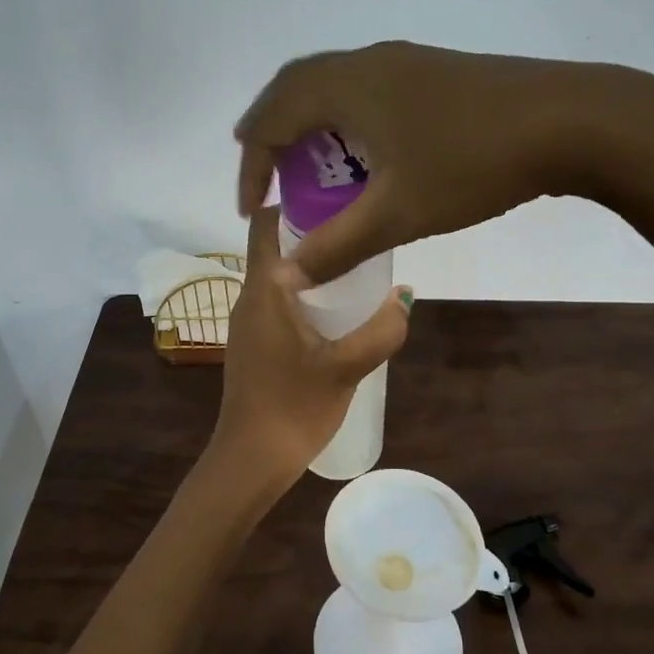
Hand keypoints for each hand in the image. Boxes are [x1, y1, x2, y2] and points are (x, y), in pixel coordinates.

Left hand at [213, 206, 412, 481]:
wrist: (252, 459)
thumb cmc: (294, 407)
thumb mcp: (347, 367)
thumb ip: (381, 330)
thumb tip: (405, 296)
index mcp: (264, 290)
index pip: (266, 223)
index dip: (296, 201)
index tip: (337, 194)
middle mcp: (249, 297)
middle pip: (274, 246)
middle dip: (312, 231)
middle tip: (359, 227)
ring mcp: (248, 323)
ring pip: (277, 276)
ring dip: (310, 264)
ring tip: (356, 264)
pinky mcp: (253, 345)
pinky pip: (278, 302)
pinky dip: (304, 293)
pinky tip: (336, 310)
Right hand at [234, 42, 653, 284]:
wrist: (571, 121)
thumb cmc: (472, 164)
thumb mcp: (397, 213)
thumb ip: (336, 246)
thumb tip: (284, 277)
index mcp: (345, 87)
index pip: (272, 120)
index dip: (252, 167)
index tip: (251, 212)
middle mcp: (366, 62)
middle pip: (293, 88)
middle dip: (270, 134)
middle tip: (263, 176)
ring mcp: (402, 62)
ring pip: (331, 86)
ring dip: (308, 125)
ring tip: (306, 167)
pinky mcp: (430, 72)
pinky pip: (363, 90)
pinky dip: (343, 120)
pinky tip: (363, 154)